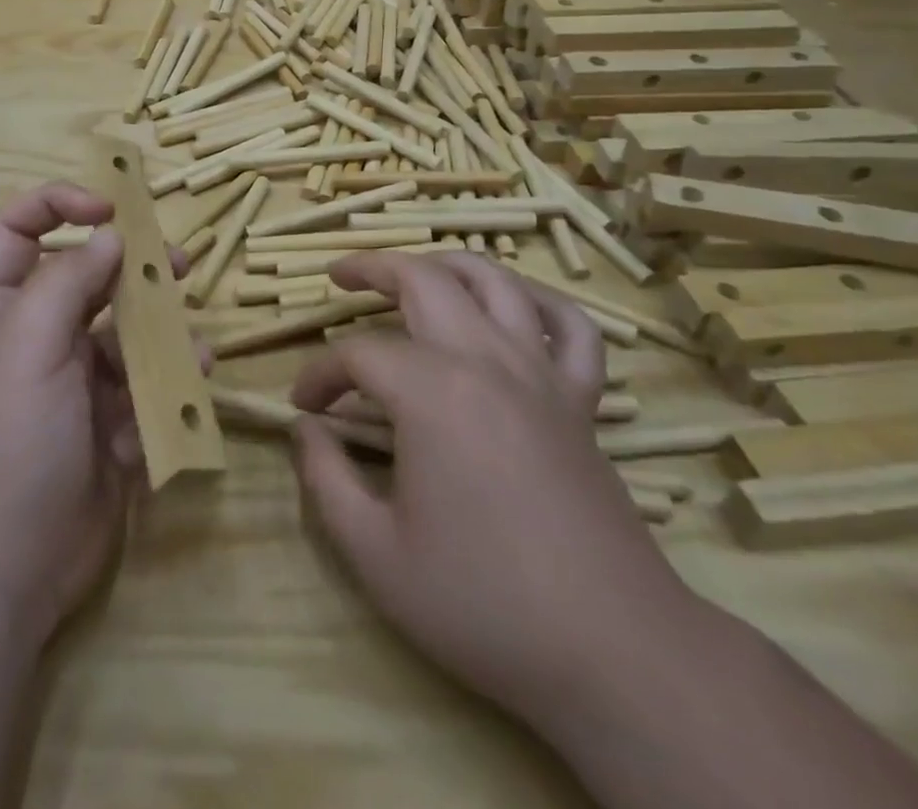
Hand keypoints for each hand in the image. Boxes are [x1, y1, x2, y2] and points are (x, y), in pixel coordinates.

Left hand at [0, 183, 166, 646]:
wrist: (3, 573)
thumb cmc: (5, 442)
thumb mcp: (27, 346)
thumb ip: (68, 281)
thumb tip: (109, 235)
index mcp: (1, 308)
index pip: (19, 229)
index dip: (60, 204)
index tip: (112, 209)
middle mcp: (37, 335)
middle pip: (87, 276)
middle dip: (132, 266)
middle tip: (178, 264)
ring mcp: (75, 381)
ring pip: (126, 332)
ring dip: (160, 331)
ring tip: (192, 342)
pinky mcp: (107, 423)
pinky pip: (144, 386)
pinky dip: (166, 384)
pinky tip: (186, 390)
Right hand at [289, 252, 694, 726]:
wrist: (614, 654)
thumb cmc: (483, 604)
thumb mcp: (375, 554)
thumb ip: (325, 480)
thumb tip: (304, 431)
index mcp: (431, 392)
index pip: (358, 355)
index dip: (320, 374)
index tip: (303, 407)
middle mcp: (486, 361)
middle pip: (423, 280)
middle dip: (372, 269)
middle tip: (340, 278)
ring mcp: (540, 375)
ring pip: (495, 282)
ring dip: (447, 264)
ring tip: (416, 271)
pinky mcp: (581, 401)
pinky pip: (571, 327)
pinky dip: (540, 302)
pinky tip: (515, 307)